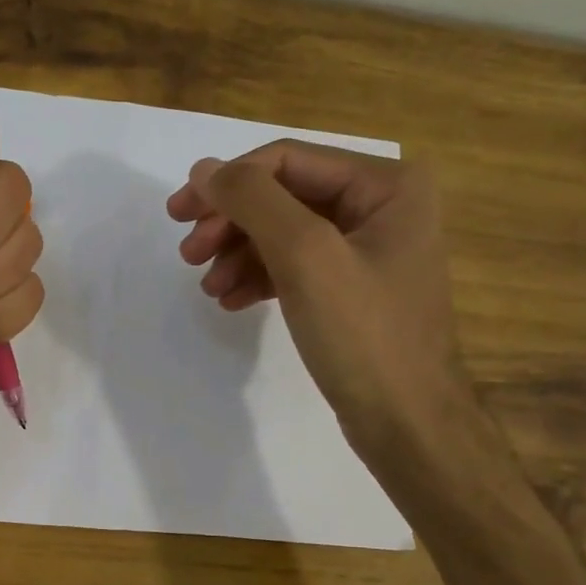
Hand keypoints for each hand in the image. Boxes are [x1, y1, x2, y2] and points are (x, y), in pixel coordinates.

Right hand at [166, 141, 467, 458]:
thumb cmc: (363, 334)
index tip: (179, 215)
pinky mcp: (352, 288)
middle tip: (187, 254)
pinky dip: (259, 277)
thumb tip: (205, 169)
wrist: (406, 424)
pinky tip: (232, 300)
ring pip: (284, 233)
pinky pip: (295, 266)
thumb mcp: (305, 257)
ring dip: (239, 254)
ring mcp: (368, 249)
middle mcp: (382, 206)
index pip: (288, 160)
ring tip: (209, 287)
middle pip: (284, 196)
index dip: (228, 182)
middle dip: (232, 222)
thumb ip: (253, 202)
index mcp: (387, 184)